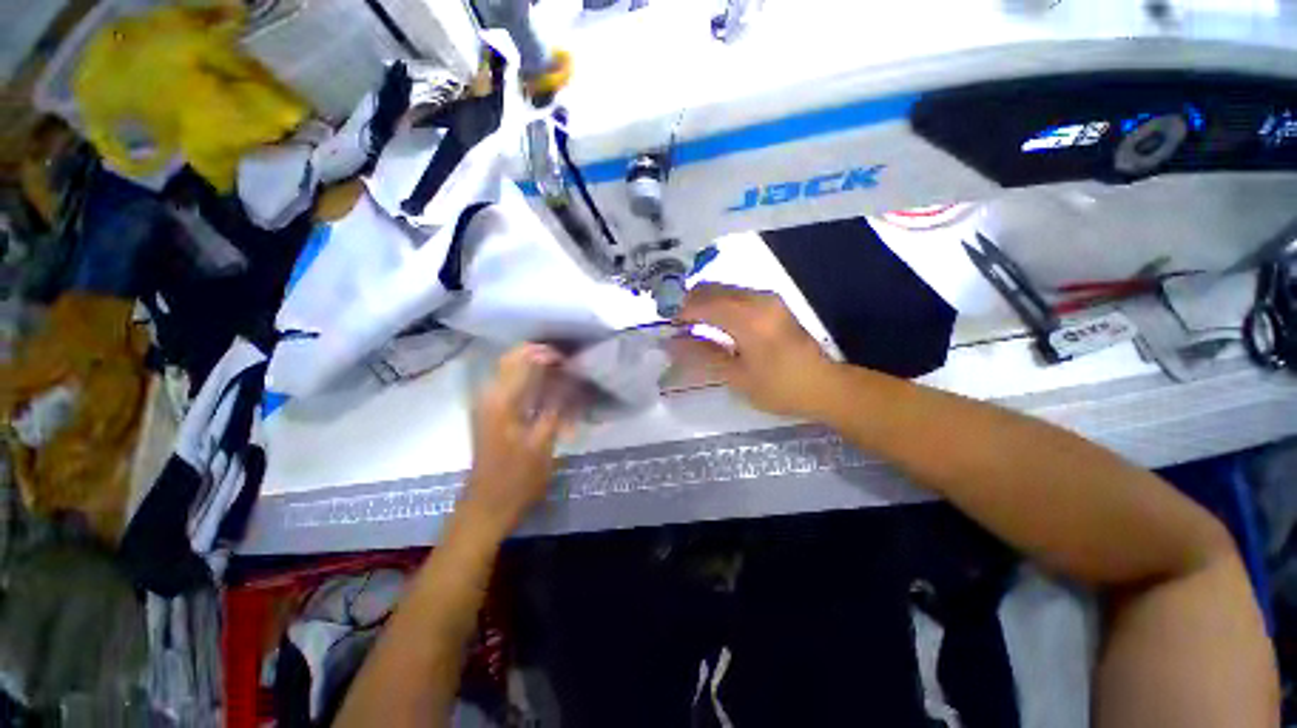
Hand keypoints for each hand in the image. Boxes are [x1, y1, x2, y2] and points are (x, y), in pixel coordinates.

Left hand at [459, 344, 572, 535]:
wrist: (487, 505)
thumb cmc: (517, 479)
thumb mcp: (544, 443)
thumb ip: (557, 406)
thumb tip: (570, 379)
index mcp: (501, 400)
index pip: (524, 359)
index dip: (548, 354)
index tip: (571, 362)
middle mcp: (489, 394)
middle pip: (512, 358)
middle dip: (540, 354)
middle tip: (567, 364)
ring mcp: (486, 402)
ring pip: (509, 368)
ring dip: (534, 365)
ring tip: (561, 373)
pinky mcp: (489, 411)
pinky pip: (509, 382)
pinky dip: (528, 378)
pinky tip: (546, 388)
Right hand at [671, 283, 837, 417]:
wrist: (824, 385)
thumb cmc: (778, 387)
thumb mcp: (736, 376)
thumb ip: (701, 355)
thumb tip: (671, 343)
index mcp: (748, 318)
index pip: (702, 303)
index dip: (679, 312)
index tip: (665, 326)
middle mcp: (757, 299)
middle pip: (711, 289)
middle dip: (688, 304)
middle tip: (674, 326)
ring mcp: (767, 298)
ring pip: (723, 290)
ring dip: (703, 303)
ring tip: (690, 325)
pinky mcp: (772, 303)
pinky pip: (736, 295)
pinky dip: (718, 304)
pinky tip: (712, 323)